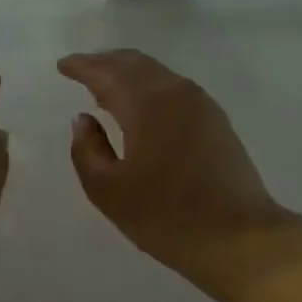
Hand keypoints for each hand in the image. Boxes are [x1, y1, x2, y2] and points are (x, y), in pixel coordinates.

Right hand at [59, 50, 296, 287]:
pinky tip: (140, 109)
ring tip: (106, 90)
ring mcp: (202, 104)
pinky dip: (149, 89)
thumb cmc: (166, 216)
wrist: (239, 238)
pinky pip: (174, 89)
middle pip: (135, 64)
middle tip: (82, 71)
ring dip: (129, 75)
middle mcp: (176, 92)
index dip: (82, 66)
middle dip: (106, 64)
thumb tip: (83, 119)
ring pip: (157, 75)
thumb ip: (88, 149)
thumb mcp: (109, 190)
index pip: (107, 72)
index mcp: (146, 103)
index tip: (63, 65)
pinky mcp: (217, 121)